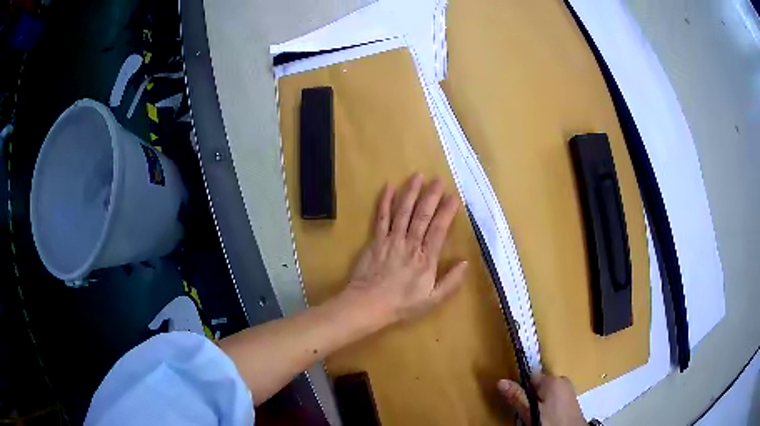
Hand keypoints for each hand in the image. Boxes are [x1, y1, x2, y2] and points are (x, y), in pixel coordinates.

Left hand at [343, 173, 468, 324]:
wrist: (368, 305)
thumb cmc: (401, 305)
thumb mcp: (432, 300)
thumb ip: (451, 282)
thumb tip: (465, 262)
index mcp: (425, 259)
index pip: (439, 230)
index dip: (447, 212)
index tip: (454, 197)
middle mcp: (410, 244)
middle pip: (422, 216)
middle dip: (431, 196)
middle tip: (438, 179)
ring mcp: (391, 240)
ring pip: (403, 212)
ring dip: (411, 192)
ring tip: (418, 176)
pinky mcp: (375, 240)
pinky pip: (381, 217)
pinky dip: (384, 202)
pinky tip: (388, 187)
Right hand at [498, 373, 586, 425]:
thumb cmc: (551, 422)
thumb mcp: (530, 412)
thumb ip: (517, 396)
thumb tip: (500, 381)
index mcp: (553, 379)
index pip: (530, 377)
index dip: (521, 389)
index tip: (517, 402)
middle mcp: (562, 379)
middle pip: (539, 385)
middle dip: (531, 397)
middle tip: (527, 413)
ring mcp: (569, 389)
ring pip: (546, 393)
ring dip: (540, 403)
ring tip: (537, 417)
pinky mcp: (572, 398)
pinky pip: (555, 398)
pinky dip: (549, 406)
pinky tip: (547, 417)